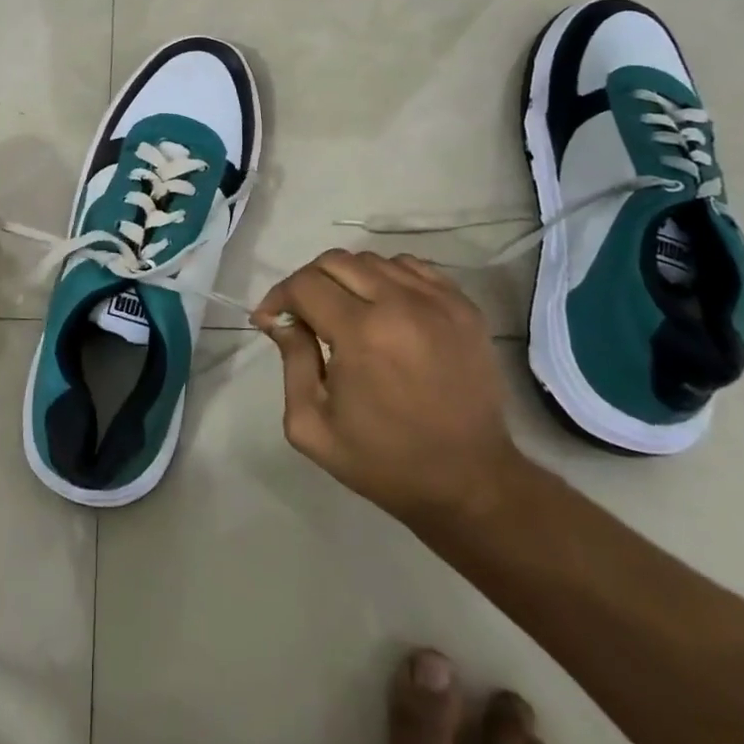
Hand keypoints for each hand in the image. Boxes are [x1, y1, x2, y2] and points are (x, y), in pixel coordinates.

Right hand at [255, 251, 522, 523]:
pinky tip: (384, 308)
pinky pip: (411, 267)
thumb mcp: (313, 426)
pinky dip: (387, 278)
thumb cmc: (384, 461)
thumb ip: (291, 362)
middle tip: (304, 314)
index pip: (305, 284)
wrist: (471, 483)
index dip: (280, 296)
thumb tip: (281, 320)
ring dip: (347, 279)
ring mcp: (437, 301)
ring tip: (345, 312)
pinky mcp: (463, 306)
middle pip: (335, 261)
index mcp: (361, 334)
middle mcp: (400, 304)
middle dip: (308, 283)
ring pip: (372, 260)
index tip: (272, 319)